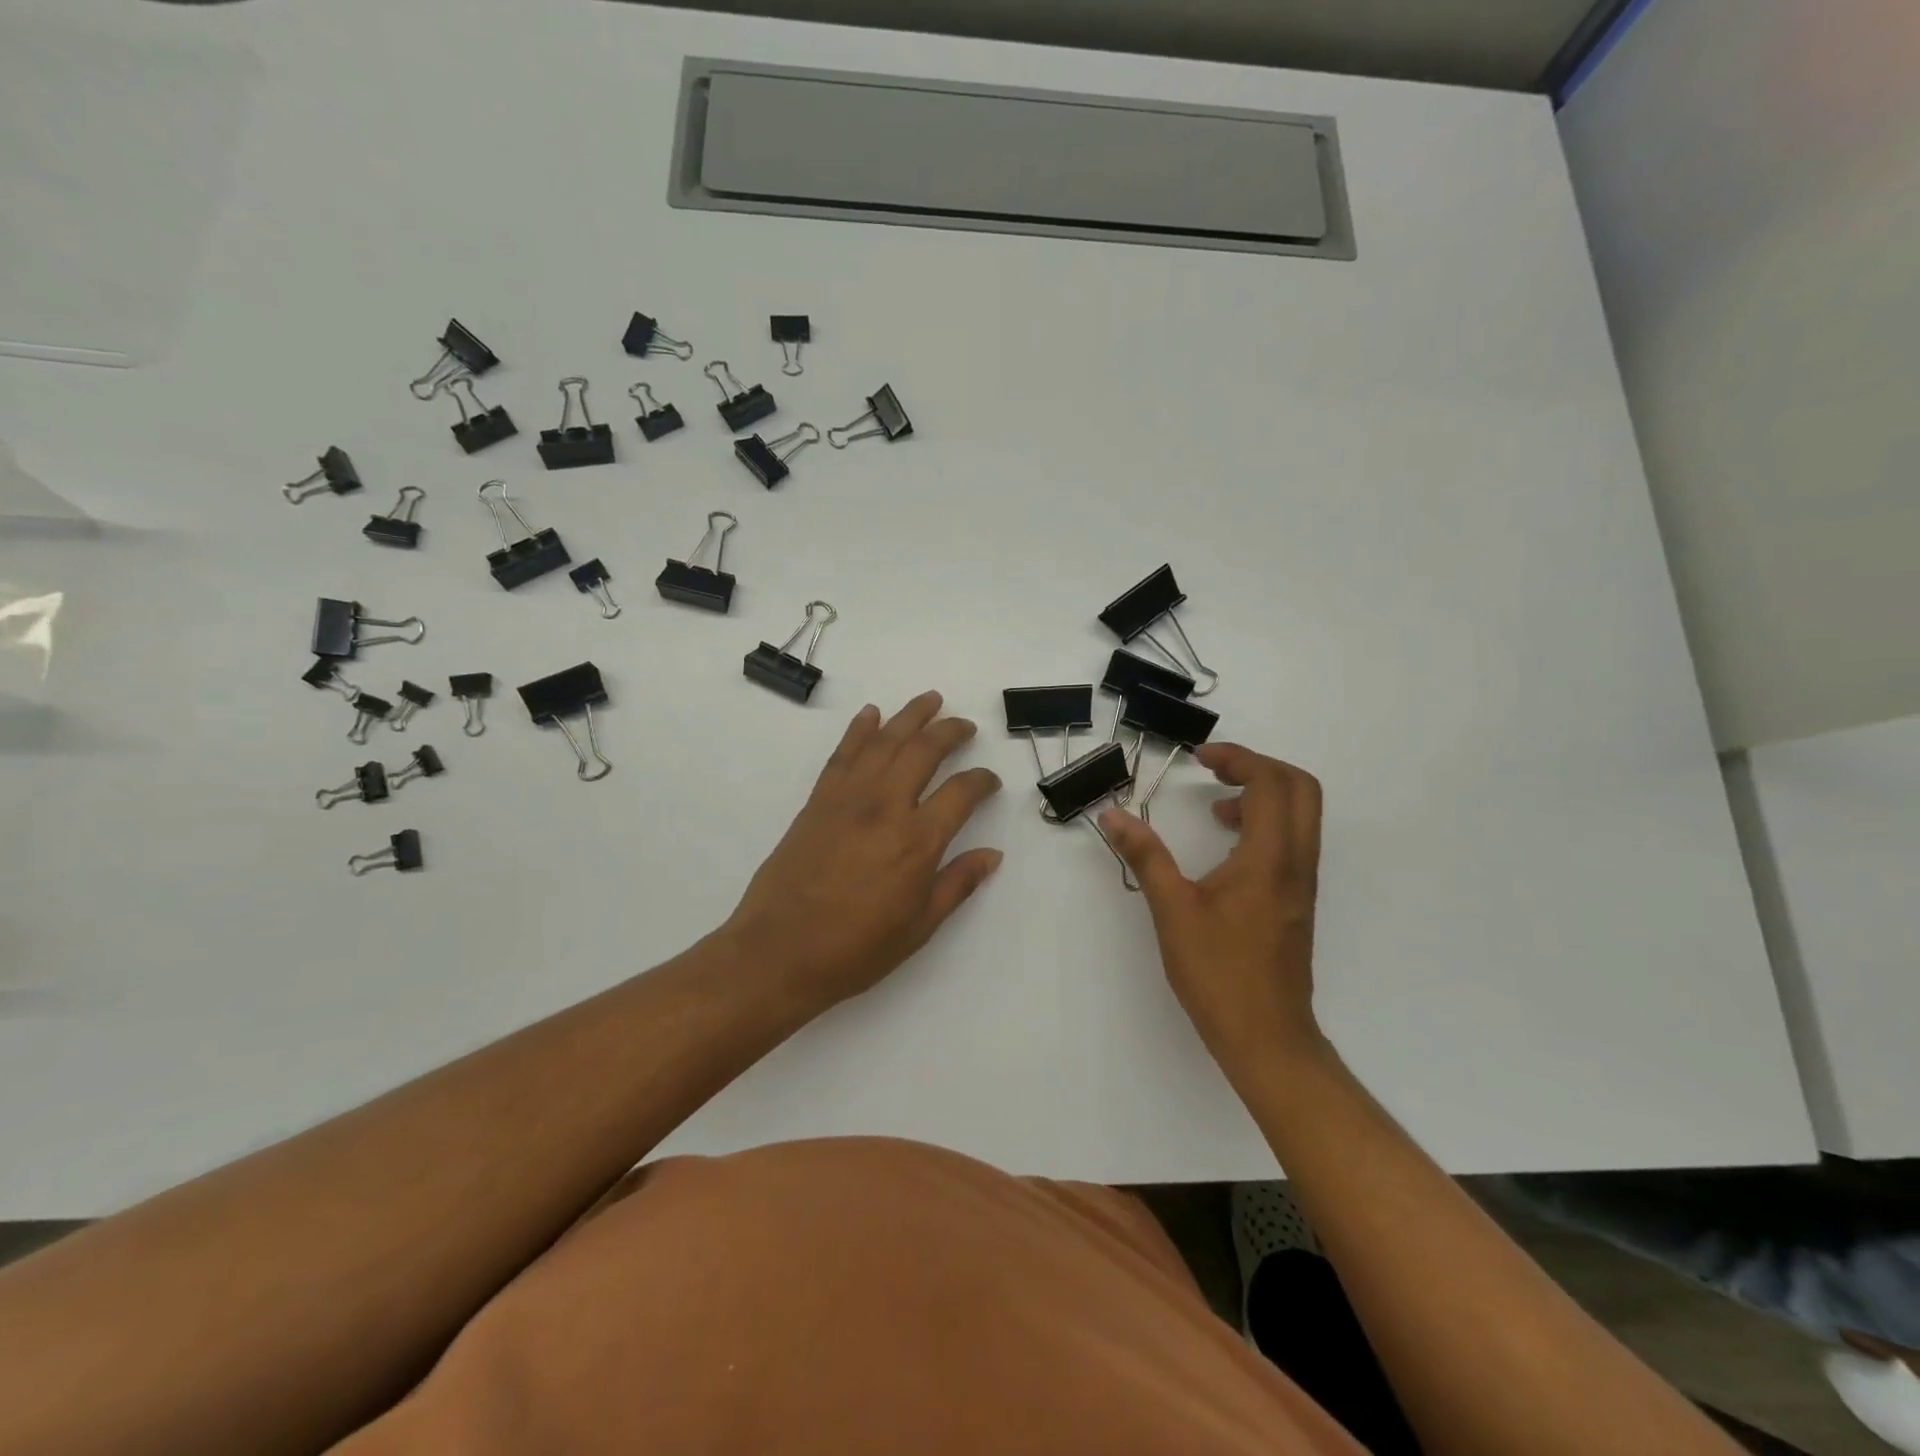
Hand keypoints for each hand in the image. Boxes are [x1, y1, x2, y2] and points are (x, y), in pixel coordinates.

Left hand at [722, 691, 1003, 1009]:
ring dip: (910, 716)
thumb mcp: (919, 927)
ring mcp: (848, 798)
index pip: (962, 792)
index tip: (990, 782)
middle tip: (965, 726)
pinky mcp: (818, 800)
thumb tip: (992, 854)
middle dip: (950, 732)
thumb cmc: (855, 949)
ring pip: (885, 741)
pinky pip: (843, 753)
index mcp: (917, 841)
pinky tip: (871, 714)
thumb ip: (957, 884)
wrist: (778, 953)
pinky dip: (859, 729)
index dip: (983, 781)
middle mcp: (886, 807)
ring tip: (930, 700)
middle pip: (924, 751)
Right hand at [1099, 744, 1326, 1081]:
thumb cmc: (1219, 973)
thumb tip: (1113, 815)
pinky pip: (1292, 841)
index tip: (1200, 758)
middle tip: (1216, 771)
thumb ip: (1145, 856)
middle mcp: (1296, 863)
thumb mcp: (1173, 910)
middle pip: (1300, 788)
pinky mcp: (1296, 901)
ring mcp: (1302, 883)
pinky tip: (1226, 847)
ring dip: (1263, 795)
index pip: (1270, 783)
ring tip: (1216, 806)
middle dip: (1259, 767)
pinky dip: (1265, 823)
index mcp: (1269, 858)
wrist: (1267, 1037)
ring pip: (1300, 816)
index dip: (1237, 758)